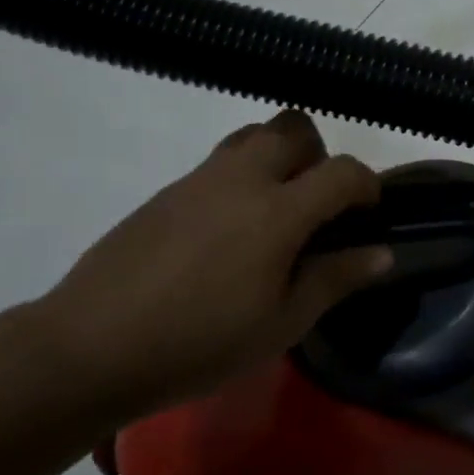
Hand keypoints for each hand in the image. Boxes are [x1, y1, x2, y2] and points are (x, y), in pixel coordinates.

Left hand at [37, 110, 390, 414]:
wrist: (91, 346)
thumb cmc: (200, 342)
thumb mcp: (281, 323)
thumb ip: (336, 278)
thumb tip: (382, 253)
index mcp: (278, 210)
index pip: (343, 171)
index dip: (367, 185)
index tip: (368, 213)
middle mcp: (242, 177)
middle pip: (295, 128)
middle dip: (319, 156)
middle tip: (316, 206)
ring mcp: (199, 178)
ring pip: (253, 134)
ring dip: (277, 157)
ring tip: (273, 213)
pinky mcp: (166, 190)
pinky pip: (219, 161)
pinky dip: (240, 177)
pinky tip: (226, 234)